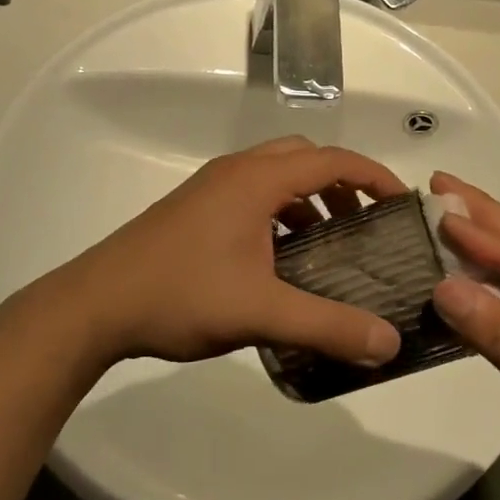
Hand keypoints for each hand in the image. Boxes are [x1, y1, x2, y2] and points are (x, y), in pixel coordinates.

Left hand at [53, 137, 406, 366]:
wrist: (96, 304)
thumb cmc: (180, 295)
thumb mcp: (260, 312)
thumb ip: (328, 325)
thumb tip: (389, 343)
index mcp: (256, 179)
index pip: (331, 159)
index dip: (373, 175)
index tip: (403, 203)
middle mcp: (235, 171)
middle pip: (304, 157)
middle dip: (342, 183)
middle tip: (367, 223)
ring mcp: (211, 187)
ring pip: (276, 174)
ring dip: (310, 197)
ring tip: (331, 241)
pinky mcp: (195, 208)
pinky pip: (253, 193)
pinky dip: (281, 211)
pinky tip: (283, 257)